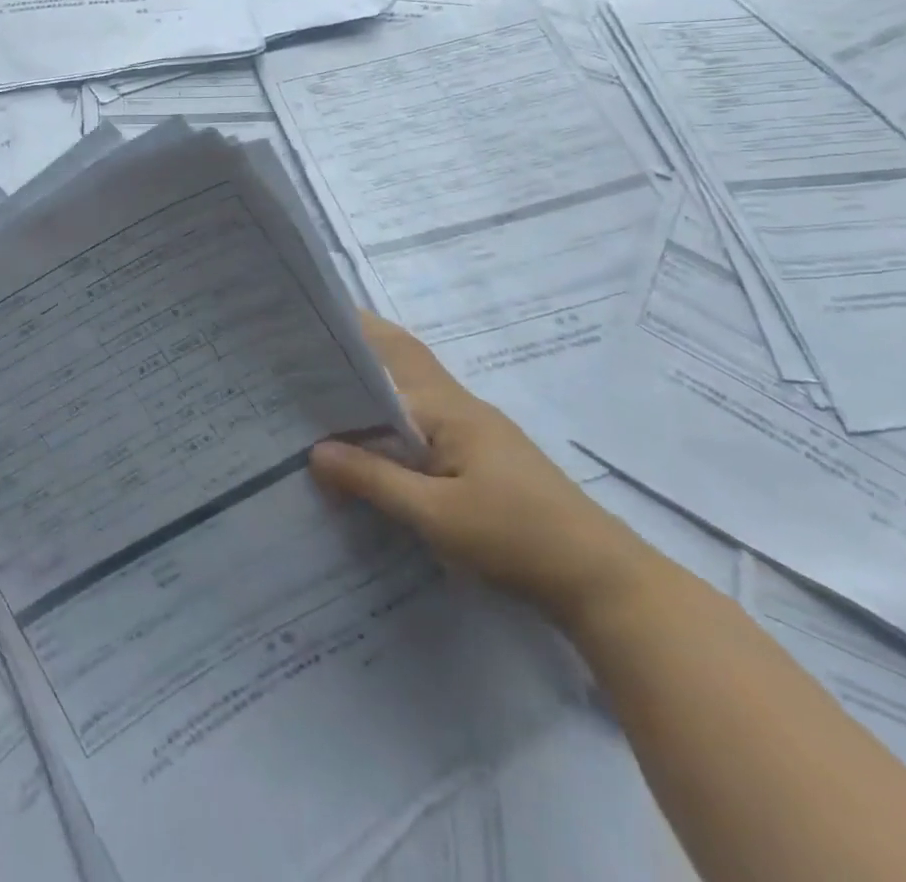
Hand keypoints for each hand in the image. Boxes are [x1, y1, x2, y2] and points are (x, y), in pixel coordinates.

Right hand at [311, 312, 653, 627]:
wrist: (603, 582)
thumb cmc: (516, 538)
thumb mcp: (436, 515)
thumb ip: (374, 479)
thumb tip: (314, 450)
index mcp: (448, 407)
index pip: (392, 352)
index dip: (353, 332)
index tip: (308, 323)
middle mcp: (460, 407)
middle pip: (402, 363)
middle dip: (358, 352)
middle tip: (303, 357)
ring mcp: (474, 431)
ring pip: (411, 395)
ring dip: (372, 389)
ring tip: (321, 398)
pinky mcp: (480, 458)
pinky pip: (423, 424)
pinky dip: (390, 420)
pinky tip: (369, 444)